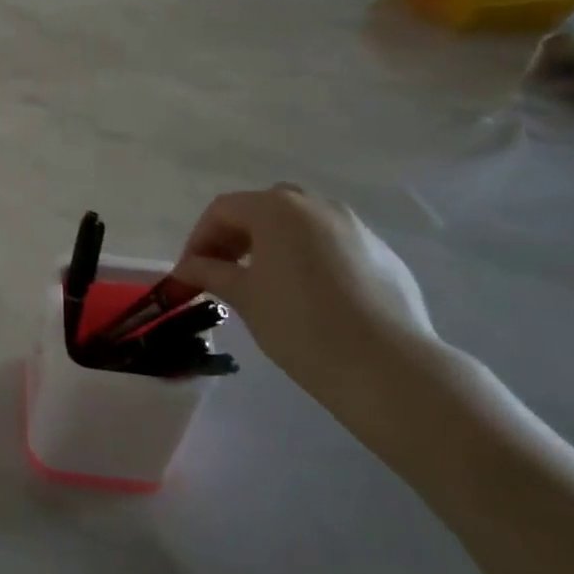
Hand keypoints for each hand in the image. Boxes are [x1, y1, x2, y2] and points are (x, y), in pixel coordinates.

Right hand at [177, 185, 466, 443]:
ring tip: (265, 283)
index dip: (199, 239)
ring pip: (302, 224)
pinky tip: (310, 297)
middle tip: (223, 271)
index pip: (223, 210)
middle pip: (263, 209)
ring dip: (274, 244)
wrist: (387, 367)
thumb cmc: (300, 324)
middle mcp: (317, 206)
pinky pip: (333, 245)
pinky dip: (310, 259)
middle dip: (237, 236)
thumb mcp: (244, 296)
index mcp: (277, 209)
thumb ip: (210, 272)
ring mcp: (356, 227)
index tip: (189, 273)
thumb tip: (187, 268)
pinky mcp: (383, 255)